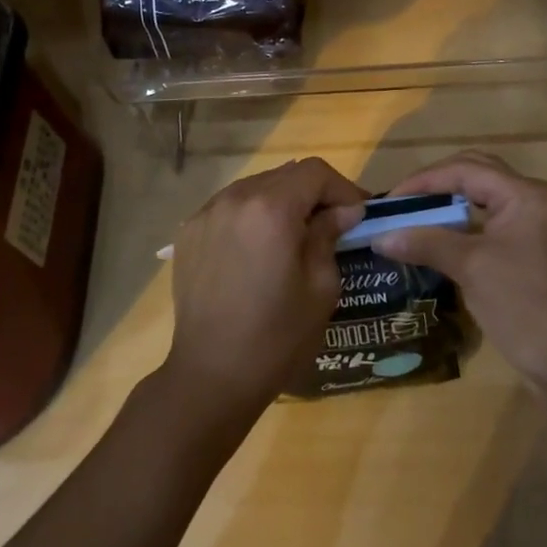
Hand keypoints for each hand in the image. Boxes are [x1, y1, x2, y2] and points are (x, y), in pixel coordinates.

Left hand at [160, 157, 364, 418]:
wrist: (211, 375)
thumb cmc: (277, 336)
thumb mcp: (320, 287)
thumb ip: (330, 236)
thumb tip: (342, 211)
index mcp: (272, 209)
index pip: (315, 171)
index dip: (342, 187)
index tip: (357, 214)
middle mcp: (236, 198)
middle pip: (285, 174)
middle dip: (313, 193)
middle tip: (332, 223)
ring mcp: (207, 212)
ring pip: (256, 187)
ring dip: (282, 201)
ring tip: (295, 234)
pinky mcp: (189, 231)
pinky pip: (230, 206)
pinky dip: (252, 215)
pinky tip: (259, 247)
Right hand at [370, 151, 546, 393]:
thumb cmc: (524, 304)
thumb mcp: (470, 267)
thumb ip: (425, 243)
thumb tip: (381, 237)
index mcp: (523, 194)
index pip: (464, 170)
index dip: (423, 181)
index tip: (389, 201)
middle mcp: (531, 201)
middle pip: (475, 175)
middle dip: (436, 185)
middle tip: (402, 203)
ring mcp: (533, 227)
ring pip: (482, 200)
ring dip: (448, 206)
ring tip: (413, 219)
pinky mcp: (530, 252)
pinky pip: (489, 224)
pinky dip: (461, 227)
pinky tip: (437, 243)